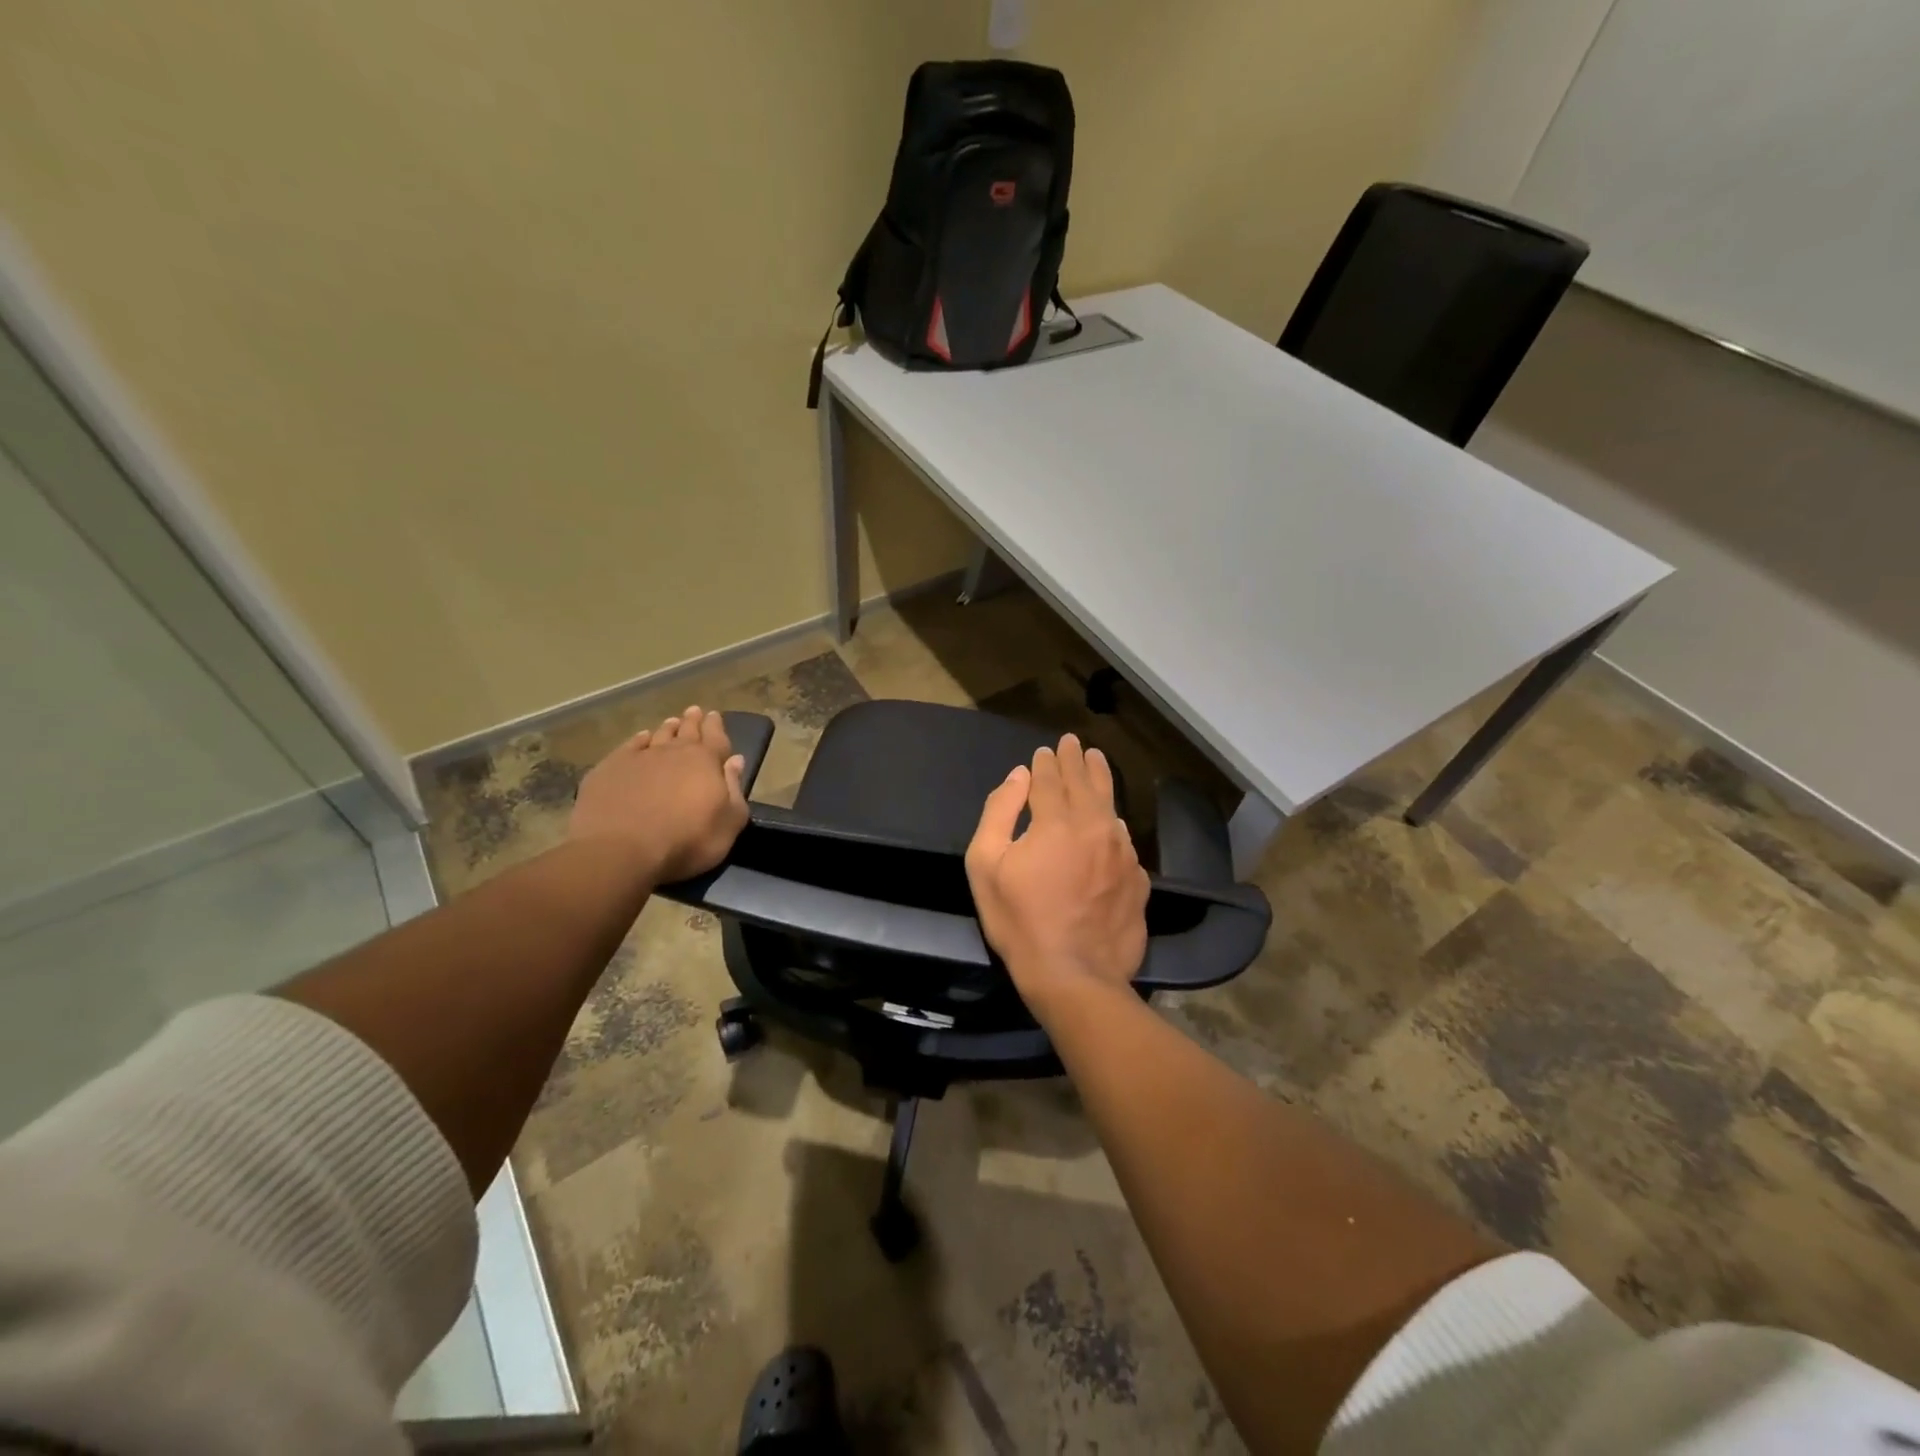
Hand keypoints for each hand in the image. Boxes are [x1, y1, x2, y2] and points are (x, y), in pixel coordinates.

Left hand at [568, 706, 748, 882]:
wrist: (621, 850)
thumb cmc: (687, 840)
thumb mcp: (729, 823)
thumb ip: (735, 789)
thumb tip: (736, 760)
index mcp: (705, 762)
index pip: (715, 737)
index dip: (715, 726)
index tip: (714, 715)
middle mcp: (673, 752)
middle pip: (686, 731)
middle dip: (692, 721)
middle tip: (694, 711)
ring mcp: (639, 757)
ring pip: (658, 735)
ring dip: (667, 729)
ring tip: (672, 722)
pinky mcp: (610, 768)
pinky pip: (629, 746)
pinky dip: (638, 740)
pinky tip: (641, 739)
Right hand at [966, 733, 1150, 1017]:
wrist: (1074, 975)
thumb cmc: (1019, 921)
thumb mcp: (986, 866)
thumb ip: (999, 812)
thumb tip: (1018, 777)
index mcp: (1056, 821)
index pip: (1051, 779)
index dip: (1046, 762)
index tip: (1044, 751)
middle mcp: (1096, 828)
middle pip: (1086, 783)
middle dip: (1077, 760)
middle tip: (1074, 743)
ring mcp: (1123, 854)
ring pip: (1111, 806)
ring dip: (1102, 780)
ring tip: (1098, 762)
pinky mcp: (1138, 879)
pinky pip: (1124, 840)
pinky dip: (1113, 823)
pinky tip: (1111, 822)